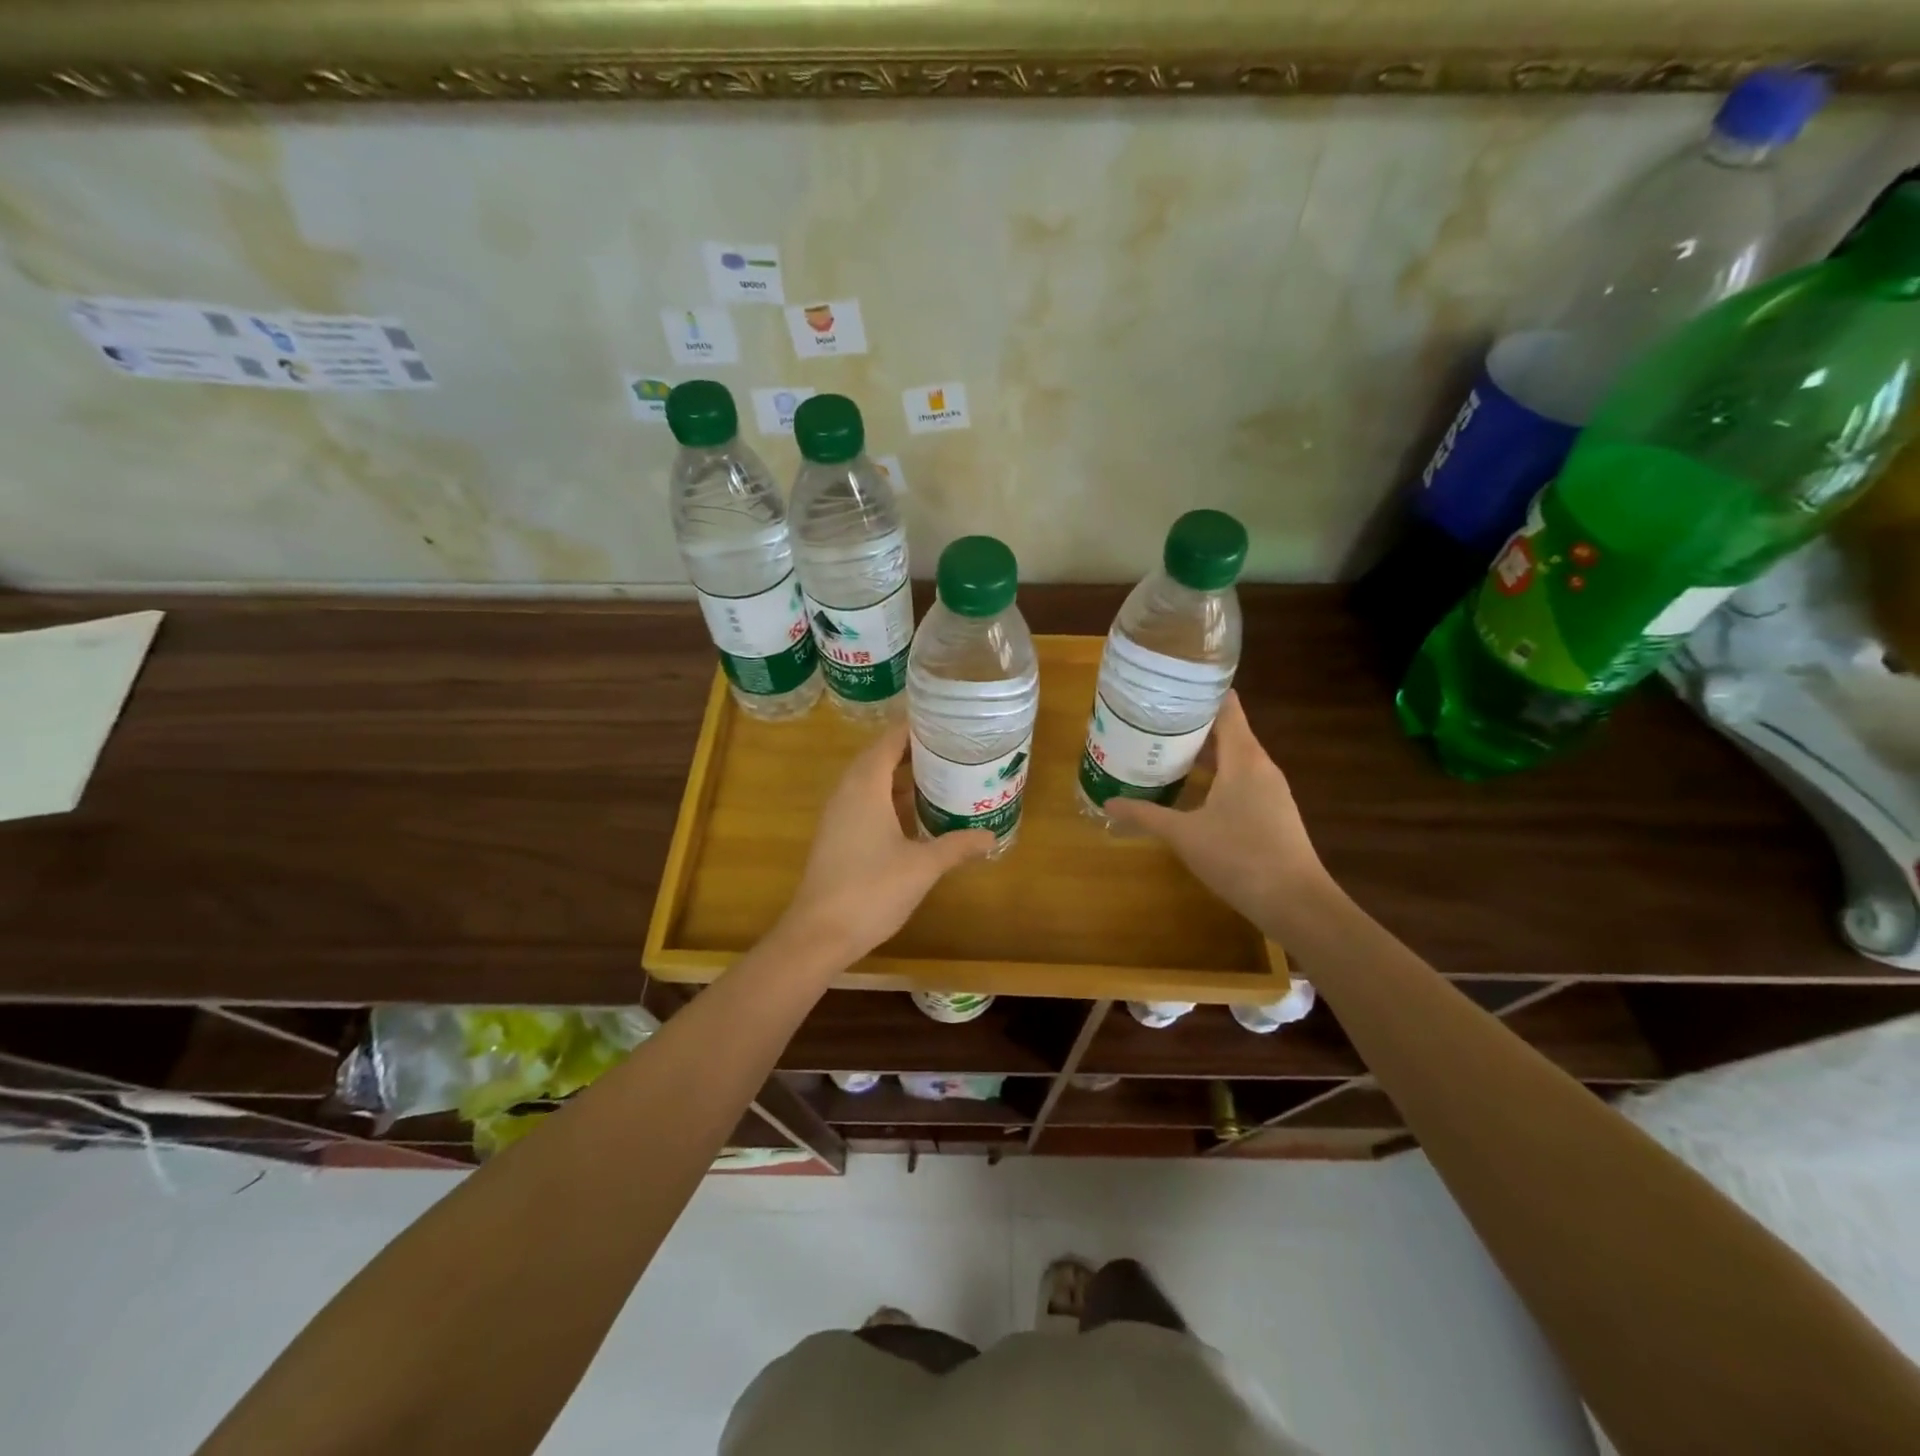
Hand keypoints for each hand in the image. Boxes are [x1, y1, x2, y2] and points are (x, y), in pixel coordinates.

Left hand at [773, 719, 996, 963]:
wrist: (819, 933)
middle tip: (954, 748)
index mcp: (866, 784)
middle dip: (916, 750)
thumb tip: (991, 836)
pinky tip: (916, 813)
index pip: (891, 739)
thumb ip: (957, 846)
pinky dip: (891, 797)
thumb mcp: (923, 866)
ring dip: (903, 775)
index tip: (949, 722)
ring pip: (872, 780)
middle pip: (881, 755)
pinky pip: (866, 800)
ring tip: (942, 774)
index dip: (918, 726)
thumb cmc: (872, 890)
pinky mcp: (837, 834)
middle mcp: (848, 790)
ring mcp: (839, 813)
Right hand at [1105, 692, 1331, 934]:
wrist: (1296, 903)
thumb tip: (1108, 802)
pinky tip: (1189, 790)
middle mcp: (1260, 765)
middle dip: (1189, 725)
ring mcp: (1270, 789)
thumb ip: (1145, 815)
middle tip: (1149, 722)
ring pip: (1232, 757)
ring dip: (1200, 753)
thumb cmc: (1239, 857)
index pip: (1226, 706)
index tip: (1165, 689)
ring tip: (1161, 751)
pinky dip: (1214, 776)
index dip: (1198, 693)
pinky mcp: (1272, 811)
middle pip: (1226, 730)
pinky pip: (1239, 779)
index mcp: (1244, 757)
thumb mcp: (1184, 835)